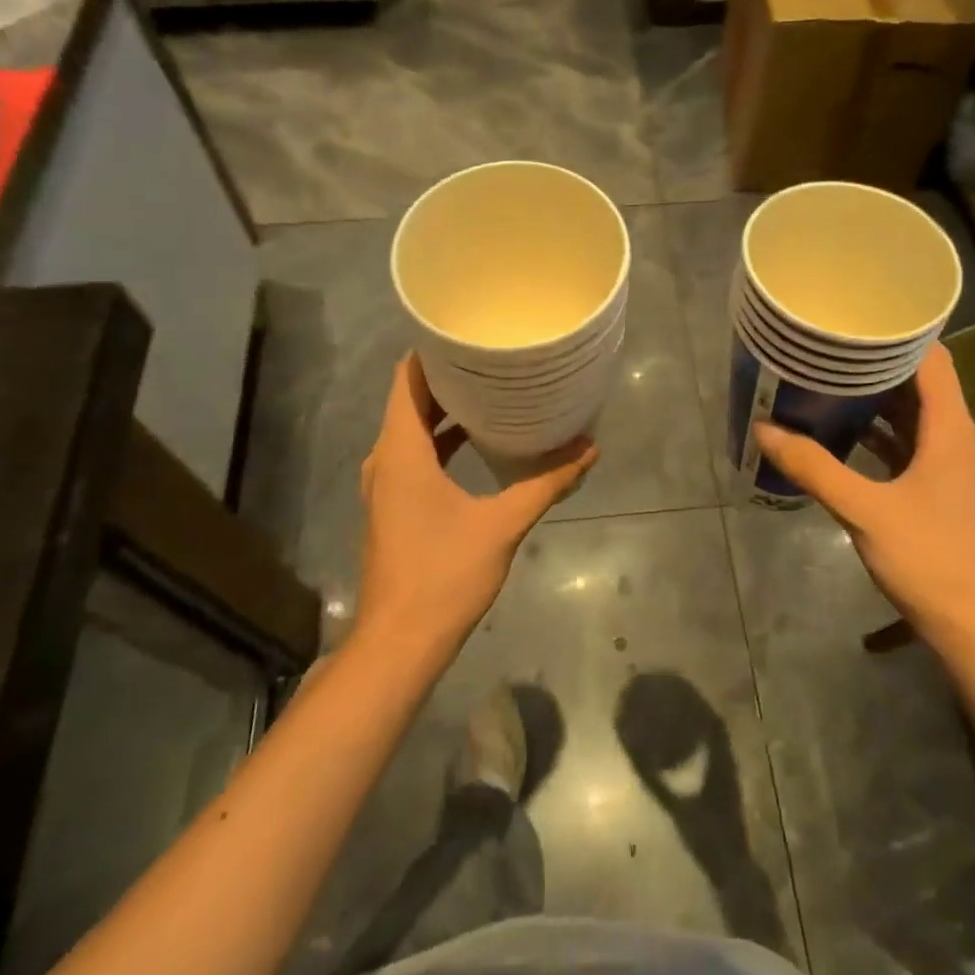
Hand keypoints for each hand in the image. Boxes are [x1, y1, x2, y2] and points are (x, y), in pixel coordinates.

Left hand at [356, 354, 596, 652]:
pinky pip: (414, 455)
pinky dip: (441, 440)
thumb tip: (589, 449)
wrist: (400, 642)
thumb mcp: (503, 524)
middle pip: (410, 399)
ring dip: (445, 409)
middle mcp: (385, 459)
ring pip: (411, 429)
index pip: (406, 378)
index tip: (469, 332)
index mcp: (401, 450)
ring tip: (490, 388)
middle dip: (448, 376)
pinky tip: (477, 442)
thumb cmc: (444, 574)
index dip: (432, 350)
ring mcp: (385, 484)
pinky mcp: (394, 505)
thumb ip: (547, 483)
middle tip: (492, 355)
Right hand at [755, 343, 974, 640]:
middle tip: (826, 344)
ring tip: (825, 375)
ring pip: (907, 410)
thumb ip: (815, 467)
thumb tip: (764, 428)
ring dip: (872, 394)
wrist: (968, 621)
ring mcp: (940, 461)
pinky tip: (837, 427)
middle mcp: (949, 434)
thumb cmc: (927, 557)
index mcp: (948, 427)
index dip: (898, 332)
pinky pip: (900, 439)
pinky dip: (872, 428)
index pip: (930, 357)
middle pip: (916, 379)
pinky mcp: (928, 484)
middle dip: (873, 360)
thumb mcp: (864, 509)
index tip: (854, 316)